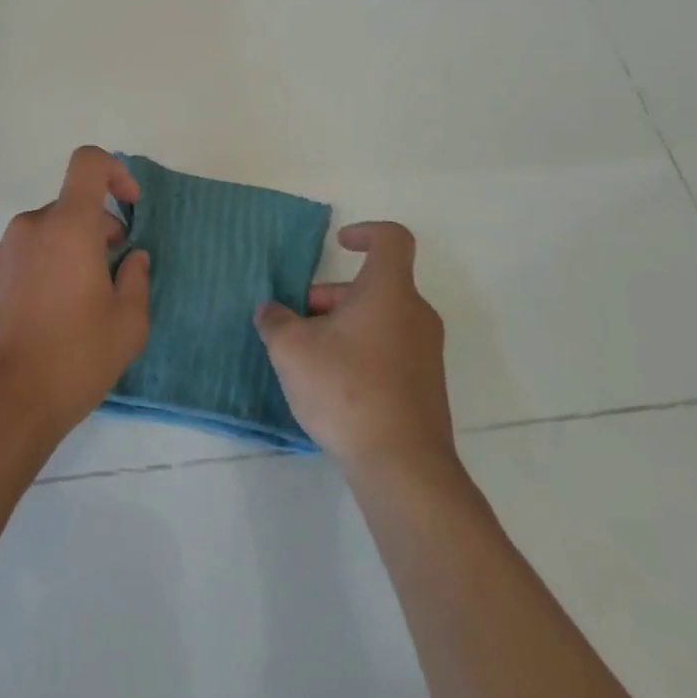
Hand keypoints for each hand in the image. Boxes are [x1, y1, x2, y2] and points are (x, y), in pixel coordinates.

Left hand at [0, 146, 151, 443]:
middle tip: (110, 277)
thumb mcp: (127, 326)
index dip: (115, 172)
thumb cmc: (72, 360)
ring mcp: (0, 251)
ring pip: (45, 235)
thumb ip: (137, 280)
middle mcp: (30, 227)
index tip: (130, 207)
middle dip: (96, 231)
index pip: (88, 164)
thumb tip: (132, 258)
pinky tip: (44, 318)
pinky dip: (40, 270)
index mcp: (68, 227)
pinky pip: (22, 257)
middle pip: (70, 207)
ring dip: (67, 253)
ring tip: (76, 306)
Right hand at [254, 222, 457, 472]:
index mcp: (388, 291)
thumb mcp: (291, 349)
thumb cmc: (346, 389)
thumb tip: (270, 310)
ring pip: (379, 319)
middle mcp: (415, 314)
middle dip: (331, 297)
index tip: (339, 245)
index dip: (365, 232)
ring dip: (342, 327)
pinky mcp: (426, 386)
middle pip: (374, 286)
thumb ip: (275, 320)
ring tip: (308, 360)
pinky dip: (361, 353)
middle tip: (297, 324)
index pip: (392, 239)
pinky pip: (390, 350)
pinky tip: (334, 388)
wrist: (402, 465)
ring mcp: (426, 352)